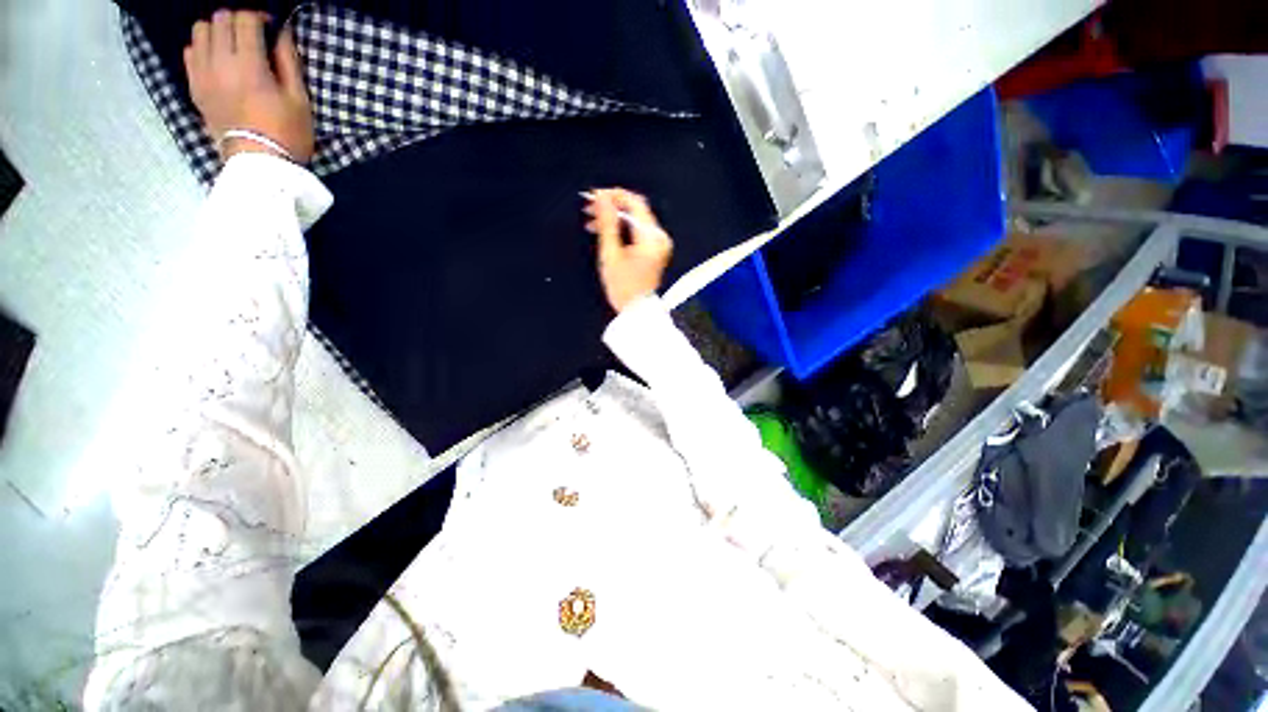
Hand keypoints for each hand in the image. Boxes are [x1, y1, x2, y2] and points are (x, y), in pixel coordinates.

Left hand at [184, 10, 314, 162]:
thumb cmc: (287, 133)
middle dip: (238, 20)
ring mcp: (203, 75)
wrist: (260, 164)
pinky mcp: (195, 87)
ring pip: (200, 31)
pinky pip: (190, 52)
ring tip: (233, 45)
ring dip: (218, 31)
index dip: (260, 17)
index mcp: (249, 66)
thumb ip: (288, 61)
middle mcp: (220, 63)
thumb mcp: (299, 99)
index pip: (245, 20)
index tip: (271, 27)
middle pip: (220, 19)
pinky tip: (218, 60)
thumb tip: (282, 33)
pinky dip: (203, 48)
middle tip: (253, 35)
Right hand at [584, 188, 673, 312]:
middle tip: (589, 208)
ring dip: (614, 218)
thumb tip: (601, 197)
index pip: (634, 202)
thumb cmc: (623, 287)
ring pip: (635, 219)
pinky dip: (622, 228)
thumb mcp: (610, 254)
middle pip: (635, 209)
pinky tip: (605, 232)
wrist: (637, 311)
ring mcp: (659, 243)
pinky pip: (638, 230)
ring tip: (592, 222)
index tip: (593, 196)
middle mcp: (659, 236)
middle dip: (611, 206)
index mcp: (651, 237)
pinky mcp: (655, 249)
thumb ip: (606, 223)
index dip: (612, 195)